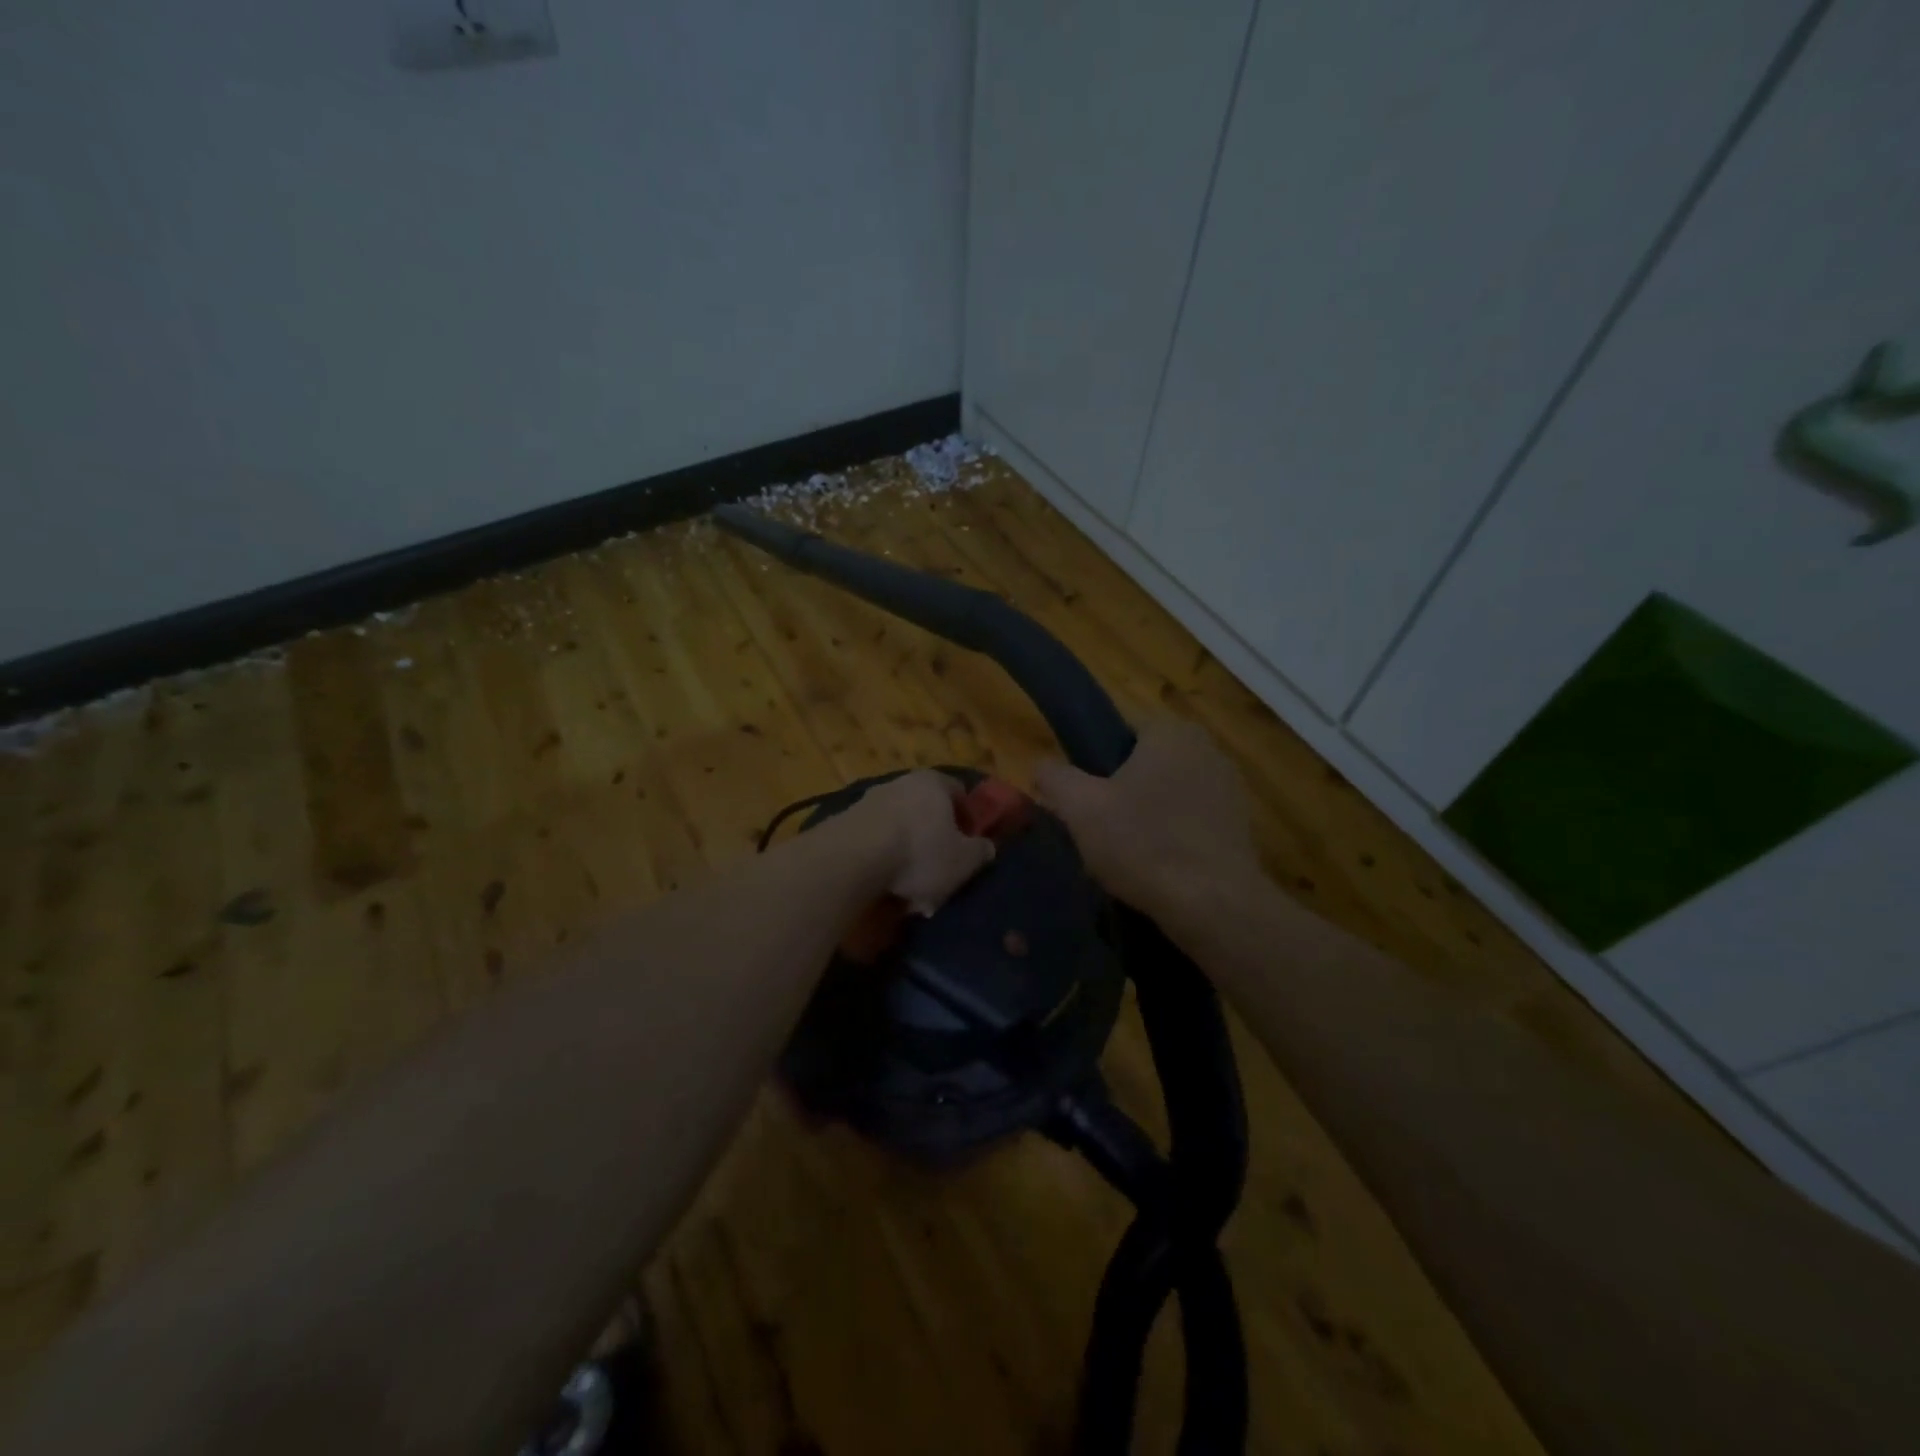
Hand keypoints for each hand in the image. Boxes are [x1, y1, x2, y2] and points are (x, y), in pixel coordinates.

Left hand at [852, 770, 996, 914]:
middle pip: (926, 809)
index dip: (968, 818)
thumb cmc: (919, 853)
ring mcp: (870, 799)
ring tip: (910, 886)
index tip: (969, 844)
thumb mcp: (964, 861)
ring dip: (907, 852)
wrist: (852, 858)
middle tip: (941, 869)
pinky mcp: (846, 821)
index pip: (959, 792)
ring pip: (899, 826)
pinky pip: (875, 840)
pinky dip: (883, 859)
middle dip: (934, 838)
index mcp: (934, 782)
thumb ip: (981, 852)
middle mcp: (902, 782)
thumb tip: (987, 847)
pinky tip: (885, 886)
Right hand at [1034, 718, 1260, 915]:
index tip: (1083, 800)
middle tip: (1098, 830)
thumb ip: (1054, 777)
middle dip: (1122, 793)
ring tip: (1125, 857)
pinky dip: (1173, 840)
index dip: (1095, 765)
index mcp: (1172, 733)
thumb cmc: (1143, 844)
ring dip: (1148, 819)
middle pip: (1145, 766)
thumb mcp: (1080, 808)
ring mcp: (1230, 789)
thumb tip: (1042, 768)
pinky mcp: (1241, 827)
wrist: (1213, 905)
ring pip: (1168, 797)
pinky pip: (1191, 824)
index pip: (1121, 734)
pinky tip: (1158, 870)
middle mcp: (1208, 750)